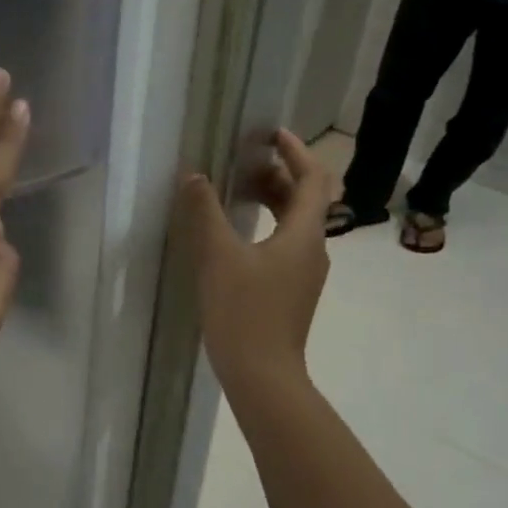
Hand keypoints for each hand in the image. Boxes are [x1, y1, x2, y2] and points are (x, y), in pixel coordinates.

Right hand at [179, 129, 333, 400]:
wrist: (262, 373)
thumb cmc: (243, 310)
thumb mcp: (217, 255)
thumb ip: (205, 211)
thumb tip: (194, 175)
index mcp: (303, 235)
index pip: (312, 180)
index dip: (296, 152)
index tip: (272, 133)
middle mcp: (312, 249)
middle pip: (305, 200)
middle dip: (278, 174)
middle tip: (245, 159)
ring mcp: (304, 272)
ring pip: (294, 223)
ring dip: (271, 199)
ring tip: (236, 188)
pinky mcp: (291, 289)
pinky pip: (285, 242)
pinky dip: (266, 224)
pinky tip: (236, 232)